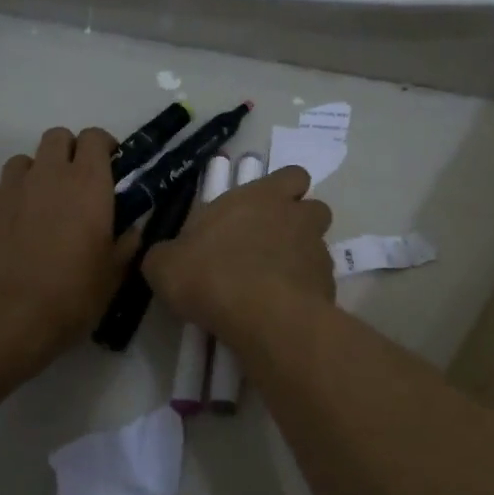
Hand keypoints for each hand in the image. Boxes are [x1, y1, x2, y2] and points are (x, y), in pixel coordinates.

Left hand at [0, 127, 136, 371]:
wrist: (2, 316)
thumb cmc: (70, 294)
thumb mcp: (113, 275)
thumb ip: (126, 244)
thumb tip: (132, 229)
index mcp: (88, 183)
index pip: (94, 138)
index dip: (103, 146)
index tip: (111, 165)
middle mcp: (49, 174)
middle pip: (57, 137)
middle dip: (70, 150)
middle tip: (79, 182)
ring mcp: (11, 188)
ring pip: (26, 159)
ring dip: (39, 171)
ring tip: (44, 203)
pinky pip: (3, 188)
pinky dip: (15, 197)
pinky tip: (18, 227)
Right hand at [144, 166, 334, 342]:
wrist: (263, 318)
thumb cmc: (212, 274)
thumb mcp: (166, 265)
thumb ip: (167, 254)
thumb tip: (166, 257)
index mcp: (262, 196)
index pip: (292, 176)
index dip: (283, 190)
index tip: (263, 209)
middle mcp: (296, 217)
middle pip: (314, 209)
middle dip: (299, 223)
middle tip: (271, 245)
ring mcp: (317, 252)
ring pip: (318, 247)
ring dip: (301, 259)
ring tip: (274, 283)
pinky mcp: (328, 288)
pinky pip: (318, 284)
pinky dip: (304, 293)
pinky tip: (281, 311)